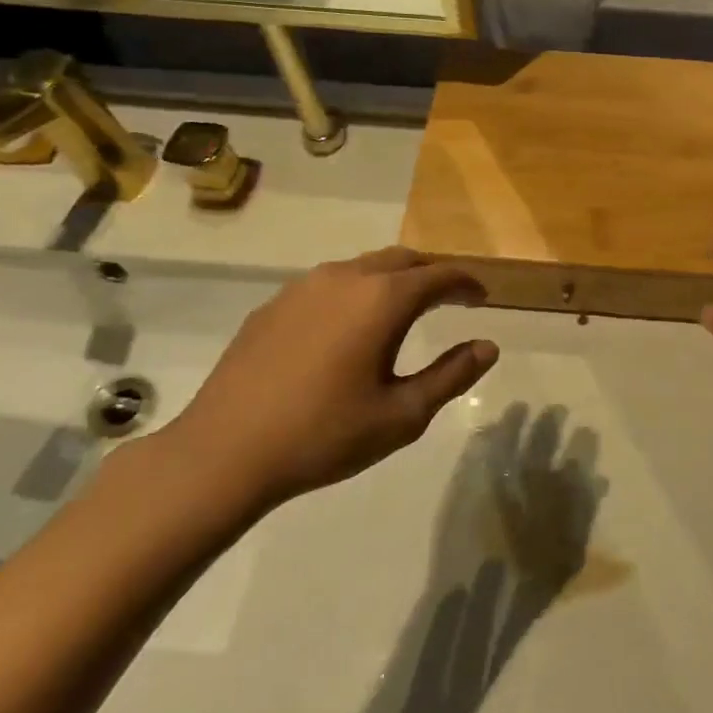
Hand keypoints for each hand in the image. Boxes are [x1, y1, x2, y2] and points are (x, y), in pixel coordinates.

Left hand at [149, 247, 498, 511]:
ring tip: (405, 310)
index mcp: (382, 300)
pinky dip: (356, 293)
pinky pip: (329, 284)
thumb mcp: (403, 414)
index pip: (439, 276)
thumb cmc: (325, 435)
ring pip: (362, 267)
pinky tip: (350, 327)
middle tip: (451, 299)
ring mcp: (302, 288)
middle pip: (402, 260)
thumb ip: (452, 375)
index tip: (483, 298)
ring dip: (393, 280)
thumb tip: (488, 347)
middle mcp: (345, 278)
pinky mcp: (273, 306)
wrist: (223, 453)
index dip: (467, 284)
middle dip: (432, 274)